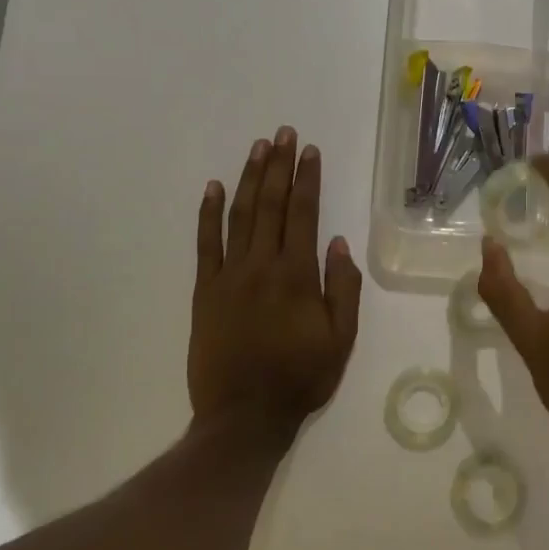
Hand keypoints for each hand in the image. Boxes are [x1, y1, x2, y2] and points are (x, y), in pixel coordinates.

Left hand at [188, 127, 362, 435]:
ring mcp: (229, 276)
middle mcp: (262, 265)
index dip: (307, 179)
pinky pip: (205, 244)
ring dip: (248, 178)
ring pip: (239, 215)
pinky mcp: (205, 291)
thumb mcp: (341, 339)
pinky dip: (207, 213)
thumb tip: (340, 243)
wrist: (244, 416)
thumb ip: (343, 288)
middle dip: (278, 166)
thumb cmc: (301, 377)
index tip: (309, 151)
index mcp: (297, 275)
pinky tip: (212, 187)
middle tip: (283, 133)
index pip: (303, 214)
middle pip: (270, 204)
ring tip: (257, 148)